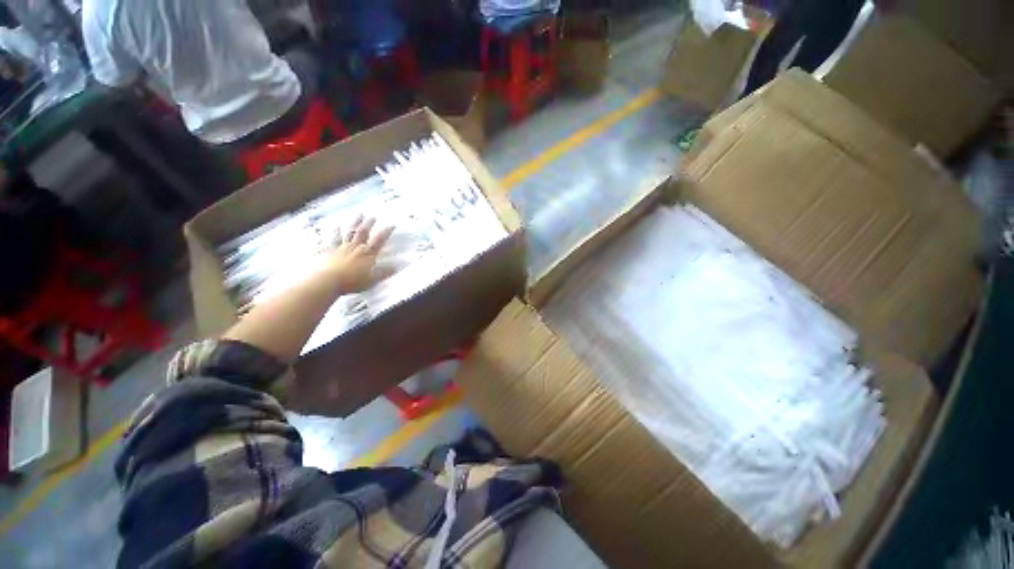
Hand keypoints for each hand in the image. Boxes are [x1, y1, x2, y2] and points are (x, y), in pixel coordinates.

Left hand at [324, 215, 394, 293]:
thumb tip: (398, 266)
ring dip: (355, 223)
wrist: (327, 280)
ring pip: (350, 232)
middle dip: (369, 223)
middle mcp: (355, 247)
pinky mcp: (329, 250)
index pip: (379, 240)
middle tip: (373, 216)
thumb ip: (385, 272)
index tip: (391, 224)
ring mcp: (342, 247)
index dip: (386, 232)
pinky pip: (333, 238)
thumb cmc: (352, 281)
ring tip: (359, 215)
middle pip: (363, 232)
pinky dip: (334, 231)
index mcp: (367, 254)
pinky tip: (335, 226)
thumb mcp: (373, 279)